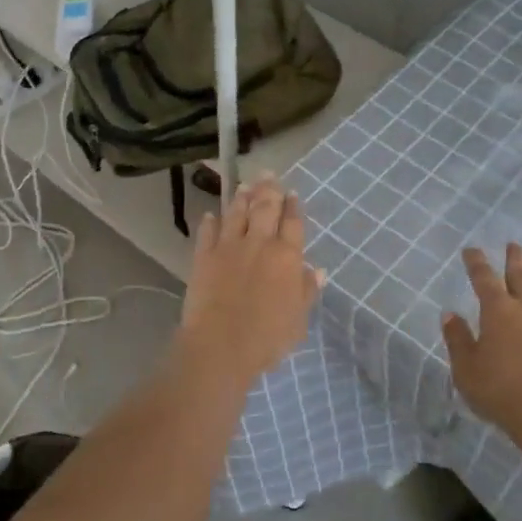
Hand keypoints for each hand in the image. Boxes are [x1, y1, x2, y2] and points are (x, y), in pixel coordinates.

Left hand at [177, 176, 323, 386]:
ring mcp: (229, 247)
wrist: (220, 346)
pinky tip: (211, 214)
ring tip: (245, 184)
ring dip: (241, 197)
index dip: (293, 206)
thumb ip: (306, 291)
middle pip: (265, 208)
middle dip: (269, 189)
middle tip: (269, 174)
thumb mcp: (298, 319)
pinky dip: (210, 221)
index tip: (292, 193)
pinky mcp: (204, 257)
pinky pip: (207, 232)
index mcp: (287, 256)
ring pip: (236, 213)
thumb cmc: (267, 337)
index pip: (293, 223)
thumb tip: (317, 270)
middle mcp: (259, 243)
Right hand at [442, 244, 521, 445]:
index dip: (476, 262)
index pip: (483, 278)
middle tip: (514, 244)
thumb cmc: (502, 391)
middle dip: (514, 257)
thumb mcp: (466, 370)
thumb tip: (449, 314)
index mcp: (497, 310)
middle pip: (520, 273)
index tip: (471, 250)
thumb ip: (457, 340)